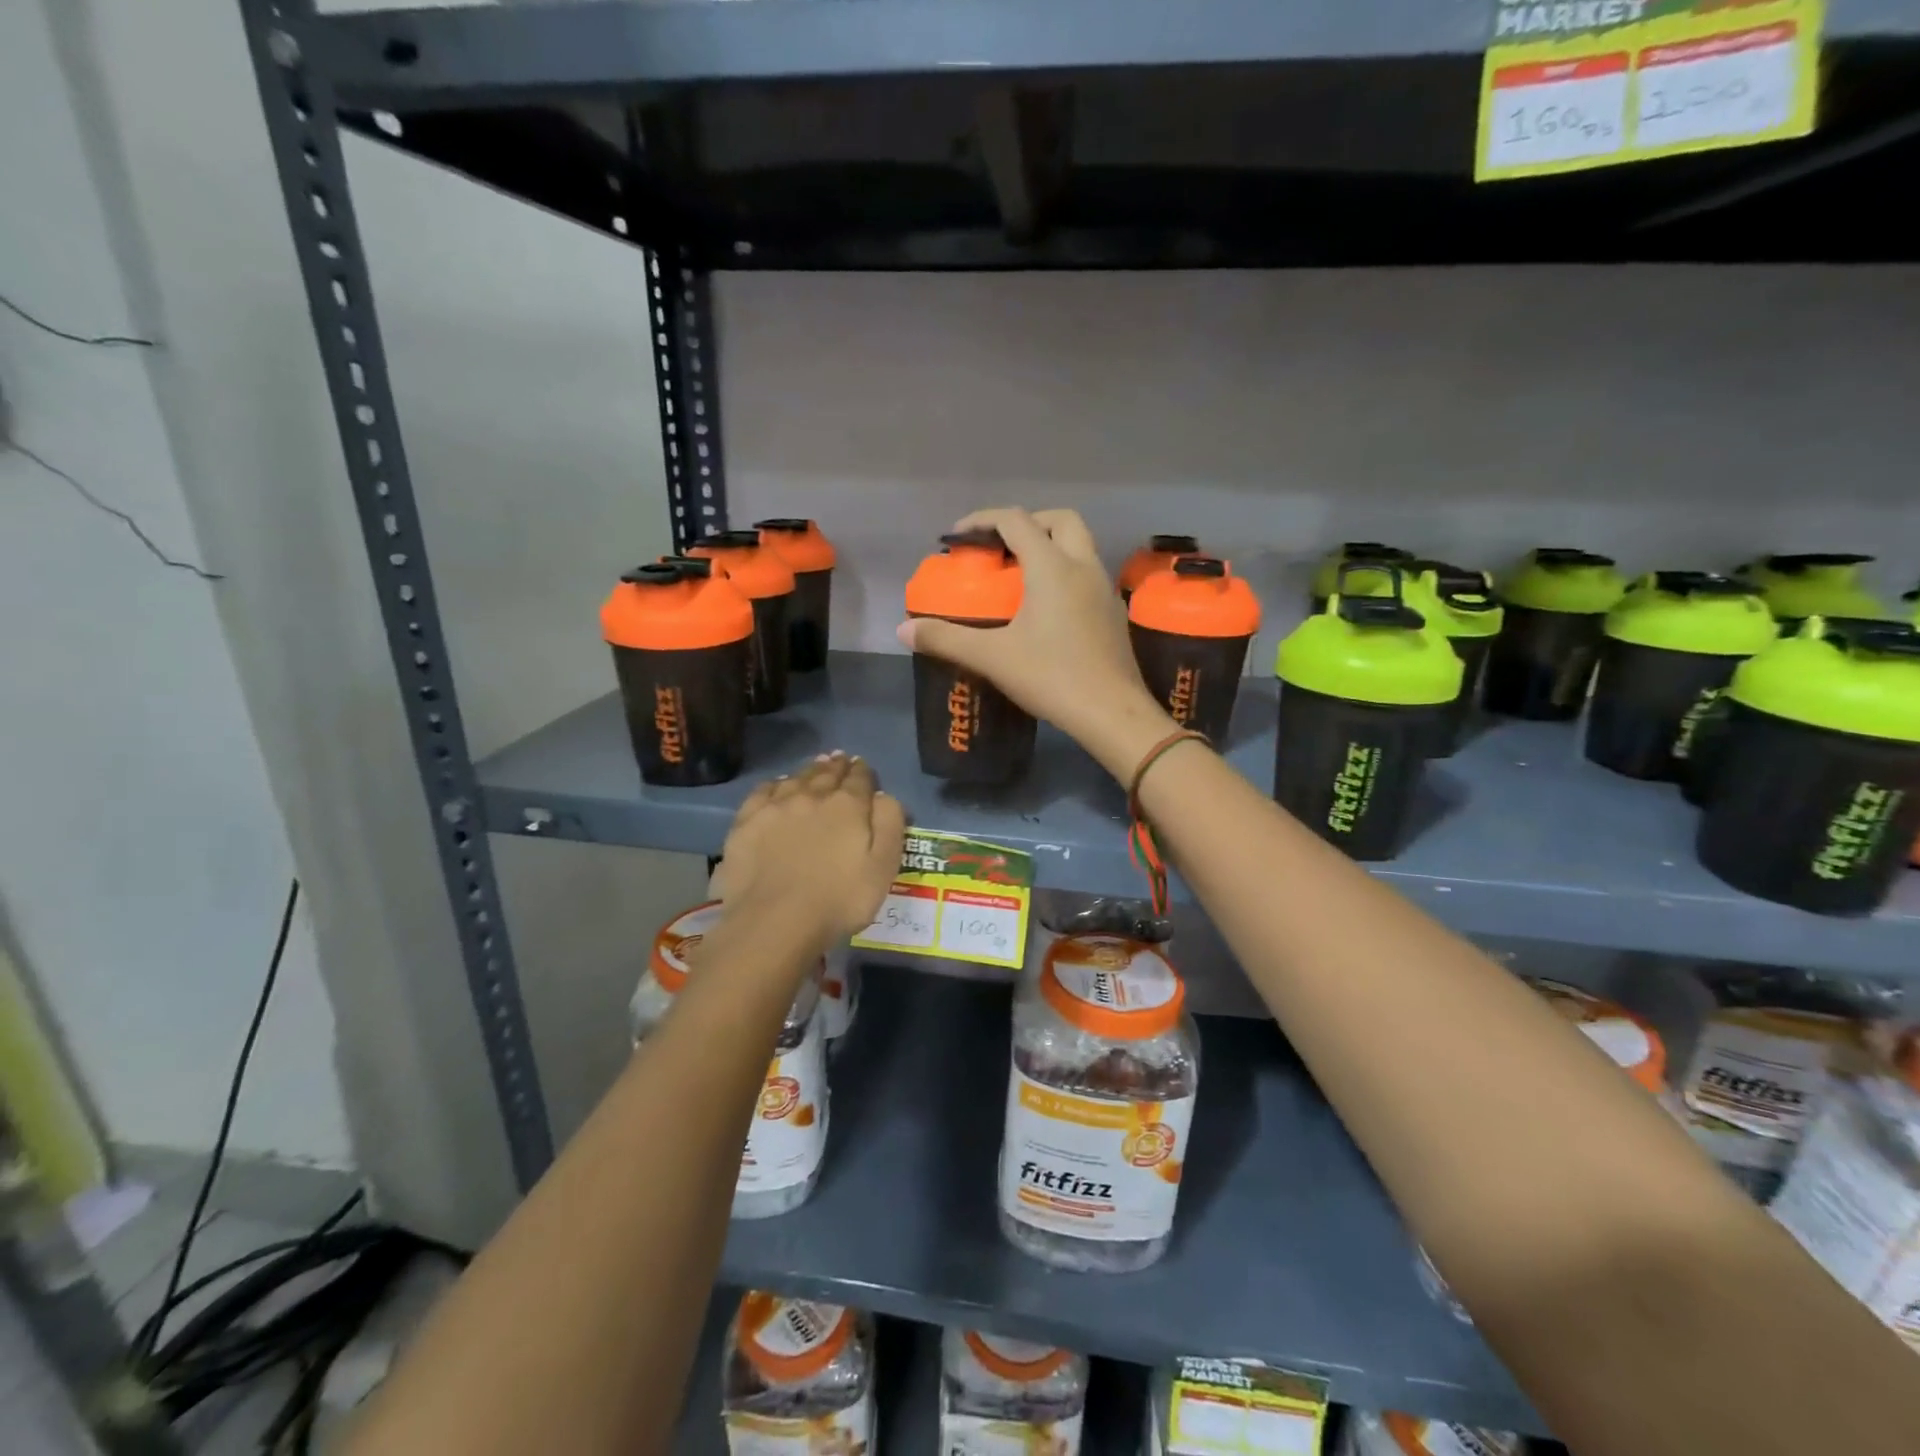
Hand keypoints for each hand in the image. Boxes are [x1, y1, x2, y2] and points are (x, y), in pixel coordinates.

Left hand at [710, 753, 905, 950]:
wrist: (775, 921)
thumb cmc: (839, 900)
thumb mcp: (883, 866)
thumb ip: (889, 824)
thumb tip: (883, 796)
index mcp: (848, 805)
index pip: (859, 779)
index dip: (863, 772)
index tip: (862, 767)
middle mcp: (812, 795)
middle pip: (827, 774)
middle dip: (836, 766)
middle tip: (840, 759)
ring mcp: (776, 806)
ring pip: (796, 778)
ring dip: (809, 770)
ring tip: (815, 767)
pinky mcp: (747, 821)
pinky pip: (764, 791)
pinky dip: (776, 784)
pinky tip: (778, 786)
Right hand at [896, 507, 1177, 779]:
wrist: (1112, 713)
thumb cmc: (1052, 677)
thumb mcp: (992, 657)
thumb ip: (946, 639)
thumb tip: (904, 630)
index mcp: (1052, 567)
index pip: (1015, 521)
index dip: (983, 520)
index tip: (958, 538)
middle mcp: (1083, 567)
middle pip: (1060, 520)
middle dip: (1027, 523)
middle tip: (1000, 548)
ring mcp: (1104, 589)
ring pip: (1080, 546)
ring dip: (1050, 547)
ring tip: (1020, 577)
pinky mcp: (1113, 613)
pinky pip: (1088, 575)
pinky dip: (1065, 573)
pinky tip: (1048, 608)